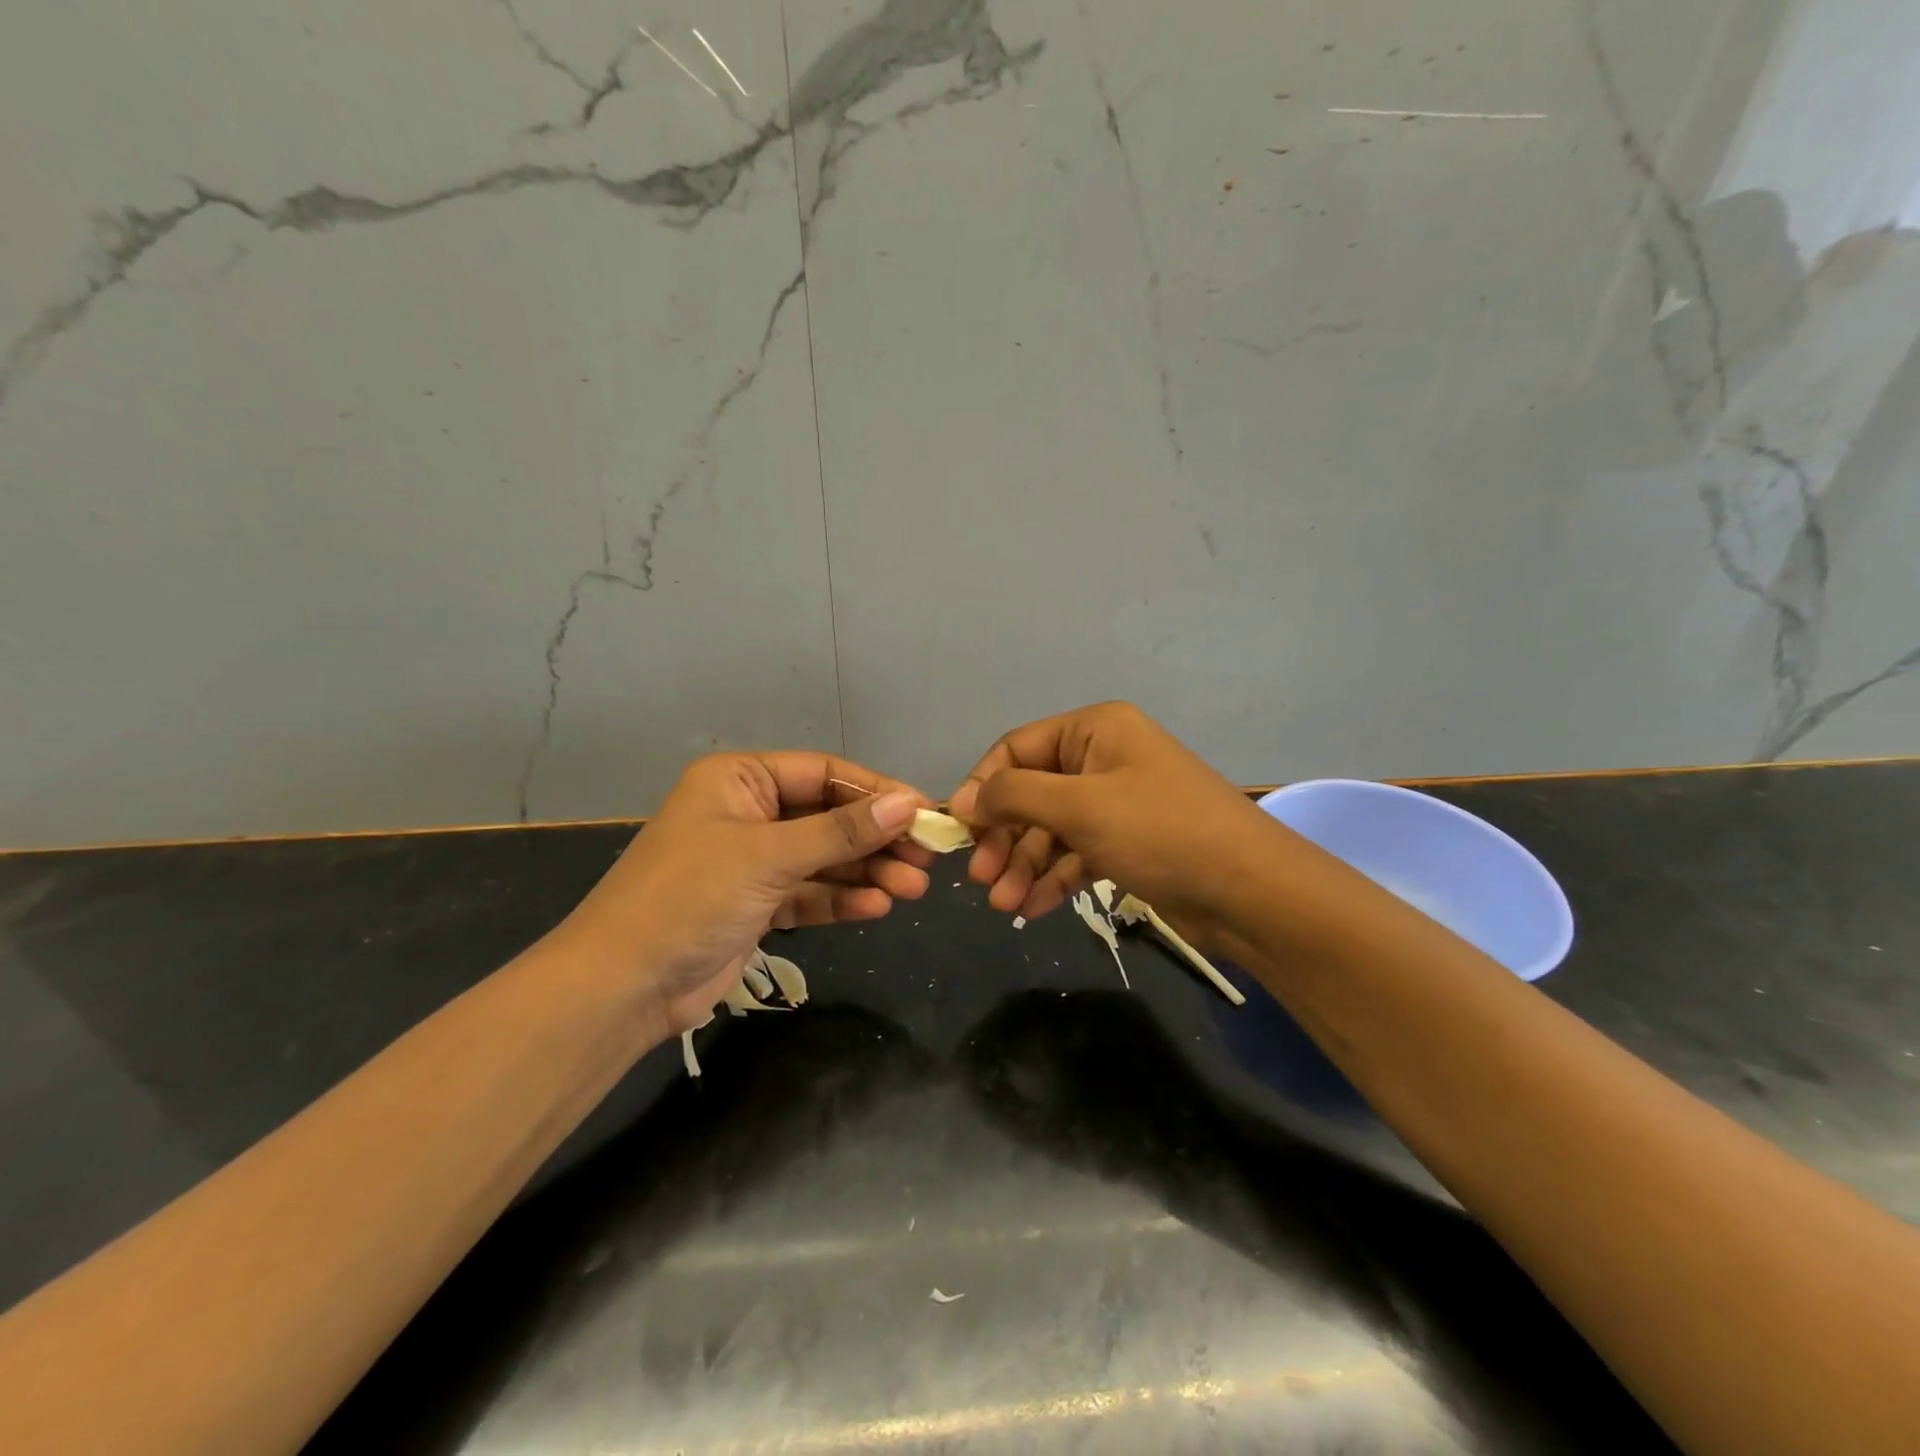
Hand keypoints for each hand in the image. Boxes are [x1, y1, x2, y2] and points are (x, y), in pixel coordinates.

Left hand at [554, 753, 932, 1034]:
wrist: (623, 986)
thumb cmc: (690, 896)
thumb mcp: (769, 855)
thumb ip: (841, 831)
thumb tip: (908, 804)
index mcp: (739, 780)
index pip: (823, 773)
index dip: (876, 791)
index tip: (924, 811)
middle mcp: (748, 813)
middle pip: (829, 817)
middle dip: (876, 839)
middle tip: (927, 859)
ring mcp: (753, 862)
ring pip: (824, 858)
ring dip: (867, 872)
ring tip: (914, 889)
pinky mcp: (757, 905)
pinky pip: (810, 894)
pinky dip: (842, 900)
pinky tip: (878, 907)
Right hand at [949, 702, 1276, 935]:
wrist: (1251, 892)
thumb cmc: (1160, 832)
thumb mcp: (1080, 807)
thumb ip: (1014, 796)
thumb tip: (962, 799)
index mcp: (1095, 730)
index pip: (1017, 748)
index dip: (983, 786)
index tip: (959, 830)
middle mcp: (1104, 758)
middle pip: (1032, 793)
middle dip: (1004, 836)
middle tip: (981, 879)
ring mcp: (1118, 802)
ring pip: (1052, 829)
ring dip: (1024, 865)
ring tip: (1003, 904)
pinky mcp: (1129, 843)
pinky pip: (1077, 853)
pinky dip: (1054, 878)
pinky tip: (1032, 908)